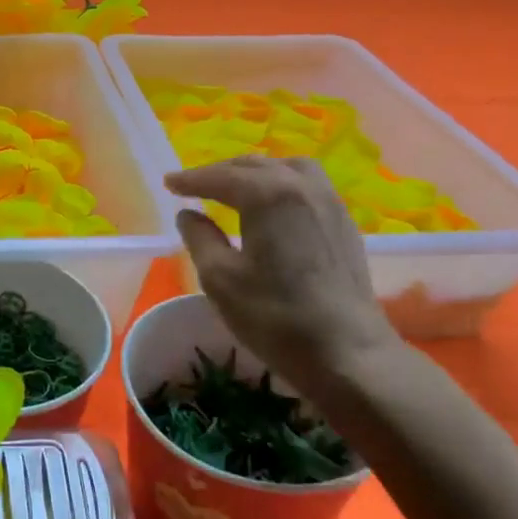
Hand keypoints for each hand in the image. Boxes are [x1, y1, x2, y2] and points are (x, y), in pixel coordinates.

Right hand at [167, 156, 401, 400]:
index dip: (191, 180)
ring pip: (286, 168)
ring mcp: (328, 201)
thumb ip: (200, 238)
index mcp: (267, 194)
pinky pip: (307, 185)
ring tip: (235, 187)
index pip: (220, 177)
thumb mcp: (220, 279)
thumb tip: (189, 215)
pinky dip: (281, 183)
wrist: (348, 353)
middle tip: (194, 185)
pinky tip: (273, 205)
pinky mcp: (344, 222)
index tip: (168, 183)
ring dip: (255, 172)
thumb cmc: (276, 317)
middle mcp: (301, 186)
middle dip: (220, 172)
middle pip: (253, 165)